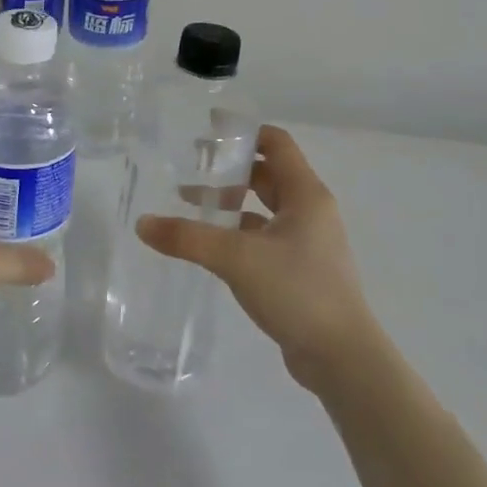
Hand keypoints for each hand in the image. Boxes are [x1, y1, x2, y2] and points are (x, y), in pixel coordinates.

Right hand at [136, 125, 379, 390]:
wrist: (343, 358)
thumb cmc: (297, 291)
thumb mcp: (236, 258)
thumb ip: (188, 238)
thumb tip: (143, 223)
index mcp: (306, 194)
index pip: (276, 143)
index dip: (244, 132)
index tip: (208, 128)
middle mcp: (311, 211)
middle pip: (268, 173)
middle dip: (231, 167)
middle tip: (192, 165)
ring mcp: (309, 241)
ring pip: (266, 207)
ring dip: (233, 201)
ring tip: (192, 203)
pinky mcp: (302, 269)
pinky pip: (266, 236)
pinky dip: (240, 231)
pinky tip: (213, 245)